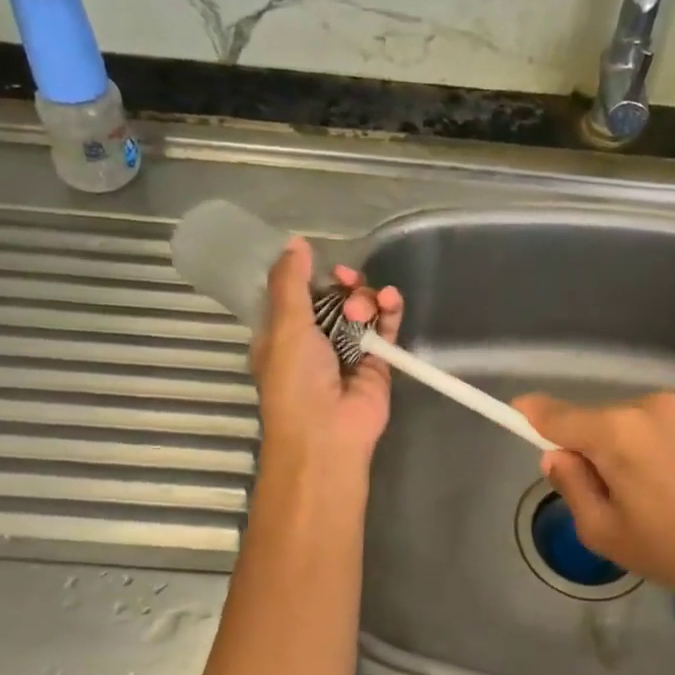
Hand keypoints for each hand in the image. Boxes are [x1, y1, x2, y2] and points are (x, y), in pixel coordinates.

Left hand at [251, 239, 403, 469]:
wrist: (328, 433)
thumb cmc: (296, 380)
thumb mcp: (284, 325)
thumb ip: (291, 282)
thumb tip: (296, 242)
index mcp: (283, 334)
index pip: (297, 294)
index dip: (311, 276)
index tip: (325, 264)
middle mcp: (315, 341)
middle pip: (333, 297)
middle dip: (343, 284)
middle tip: (348, 280)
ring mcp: (348, 351)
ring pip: (361, 309)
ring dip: (366, 297)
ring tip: (365, 307)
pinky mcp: (378, 361)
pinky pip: (386, 327)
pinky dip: (390, 311)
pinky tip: (391, 300)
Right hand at [513, 391, 674, 602]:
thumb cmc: (673, 548)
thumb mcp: (604, 531)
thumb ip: (571, 484)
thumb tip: (557, 455)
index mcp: (615, 432)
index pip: (556, 414)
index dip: (530, 415)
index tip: (514, 415)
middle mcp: (644, 407)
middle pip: (592, 420)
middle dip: (586, 448)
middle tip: (604, 496)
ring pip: (624, 424)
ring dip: (619, 448)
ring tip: (645, 494)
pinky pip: (653, 426)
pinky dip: (647, 446)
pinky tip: (669, 482)